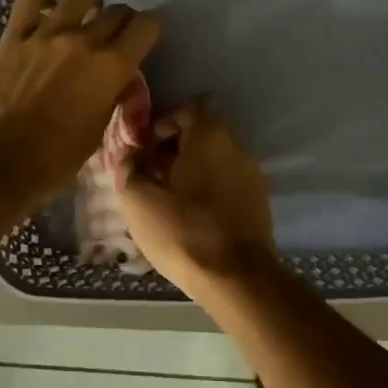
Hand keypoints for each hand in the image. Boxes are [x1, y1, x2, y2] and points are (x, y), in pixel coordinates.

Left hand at [0, 0, 159, 208]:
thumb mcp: (96, 132)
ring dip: (88, 3)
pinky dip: (42, 3)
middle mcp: (83, 41)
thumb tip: (115, 82)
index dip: (149, 30)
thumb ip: (110, 97)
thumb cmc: (53, 158)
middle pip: (117, 11)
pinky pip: (30, 2)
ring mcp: (46, 35)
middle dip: (122, 21)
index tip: (143, 40)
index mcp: (111, 68)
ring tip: (83, 15)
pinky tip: (43, 15)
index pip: (146, 27)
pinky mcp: (14, 37)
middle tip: (114, 36)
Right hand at [117, 99, 277, 298]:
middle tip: (150, 175)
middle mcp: (237, 146)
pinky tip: (190, 217)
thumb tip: (129, 156)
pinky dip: (208, 189)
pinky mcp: (259, 202)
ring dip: (190, 171)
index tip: (145, 150)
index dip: (163, 124)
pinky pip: (227, 183)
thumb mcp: (139, 200)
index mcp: (210, 135)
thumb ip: (129, 169)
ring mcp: (252, 174)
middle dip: (173, 149)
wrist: (237, 278)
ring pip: (215, 160)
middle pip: (202, 133)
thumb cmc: (184, 230)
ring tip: (166, 199)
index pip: (188, 108)